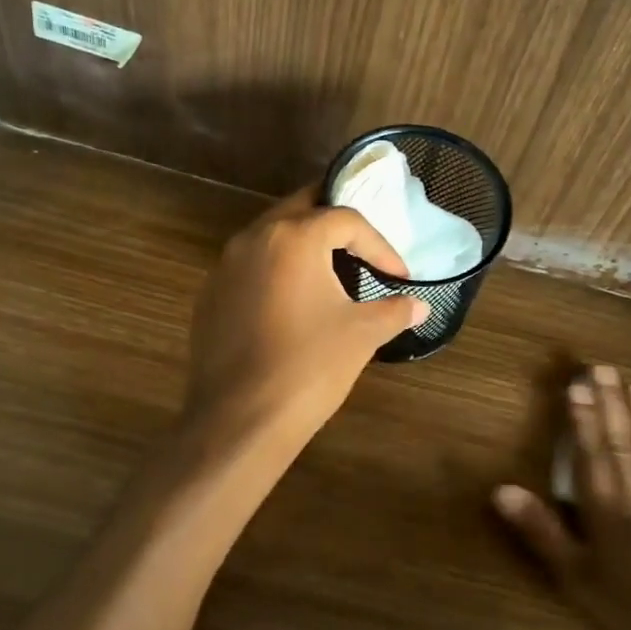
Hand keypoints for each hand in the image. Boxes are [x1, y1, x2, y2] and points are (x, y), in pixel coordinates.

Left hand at [185, 185, 426, 444]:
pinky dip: (275, 269)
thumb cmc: (309, 366)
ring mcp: (225, 265)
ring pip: (270, 234)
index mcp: (294, 237)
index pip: (346, 220)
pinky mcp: (210, 294)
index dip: (379, 245)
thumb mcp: (361, 334)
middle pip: (301, 208)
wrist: (240, 420)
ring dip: (302, 243)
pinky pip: (248, 265)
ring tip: (330, 268)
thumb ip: (393, 310)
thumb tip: (420, 306)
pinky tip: (291, 301)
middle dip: (335, 223)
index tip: (399, 275)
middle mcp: (254, 238)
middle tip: (363, 244)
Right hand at [493, 365, 630, 629]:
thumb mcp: (574, 578)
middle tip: (607, 370)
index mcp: (606, 510)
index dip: (584, 418)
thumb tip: (502, 489)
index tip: (580, 384)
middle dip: (613, 406)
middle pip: (623, 446)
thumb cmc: (630, 612)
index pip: (592, 454)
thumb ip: (540, 531)